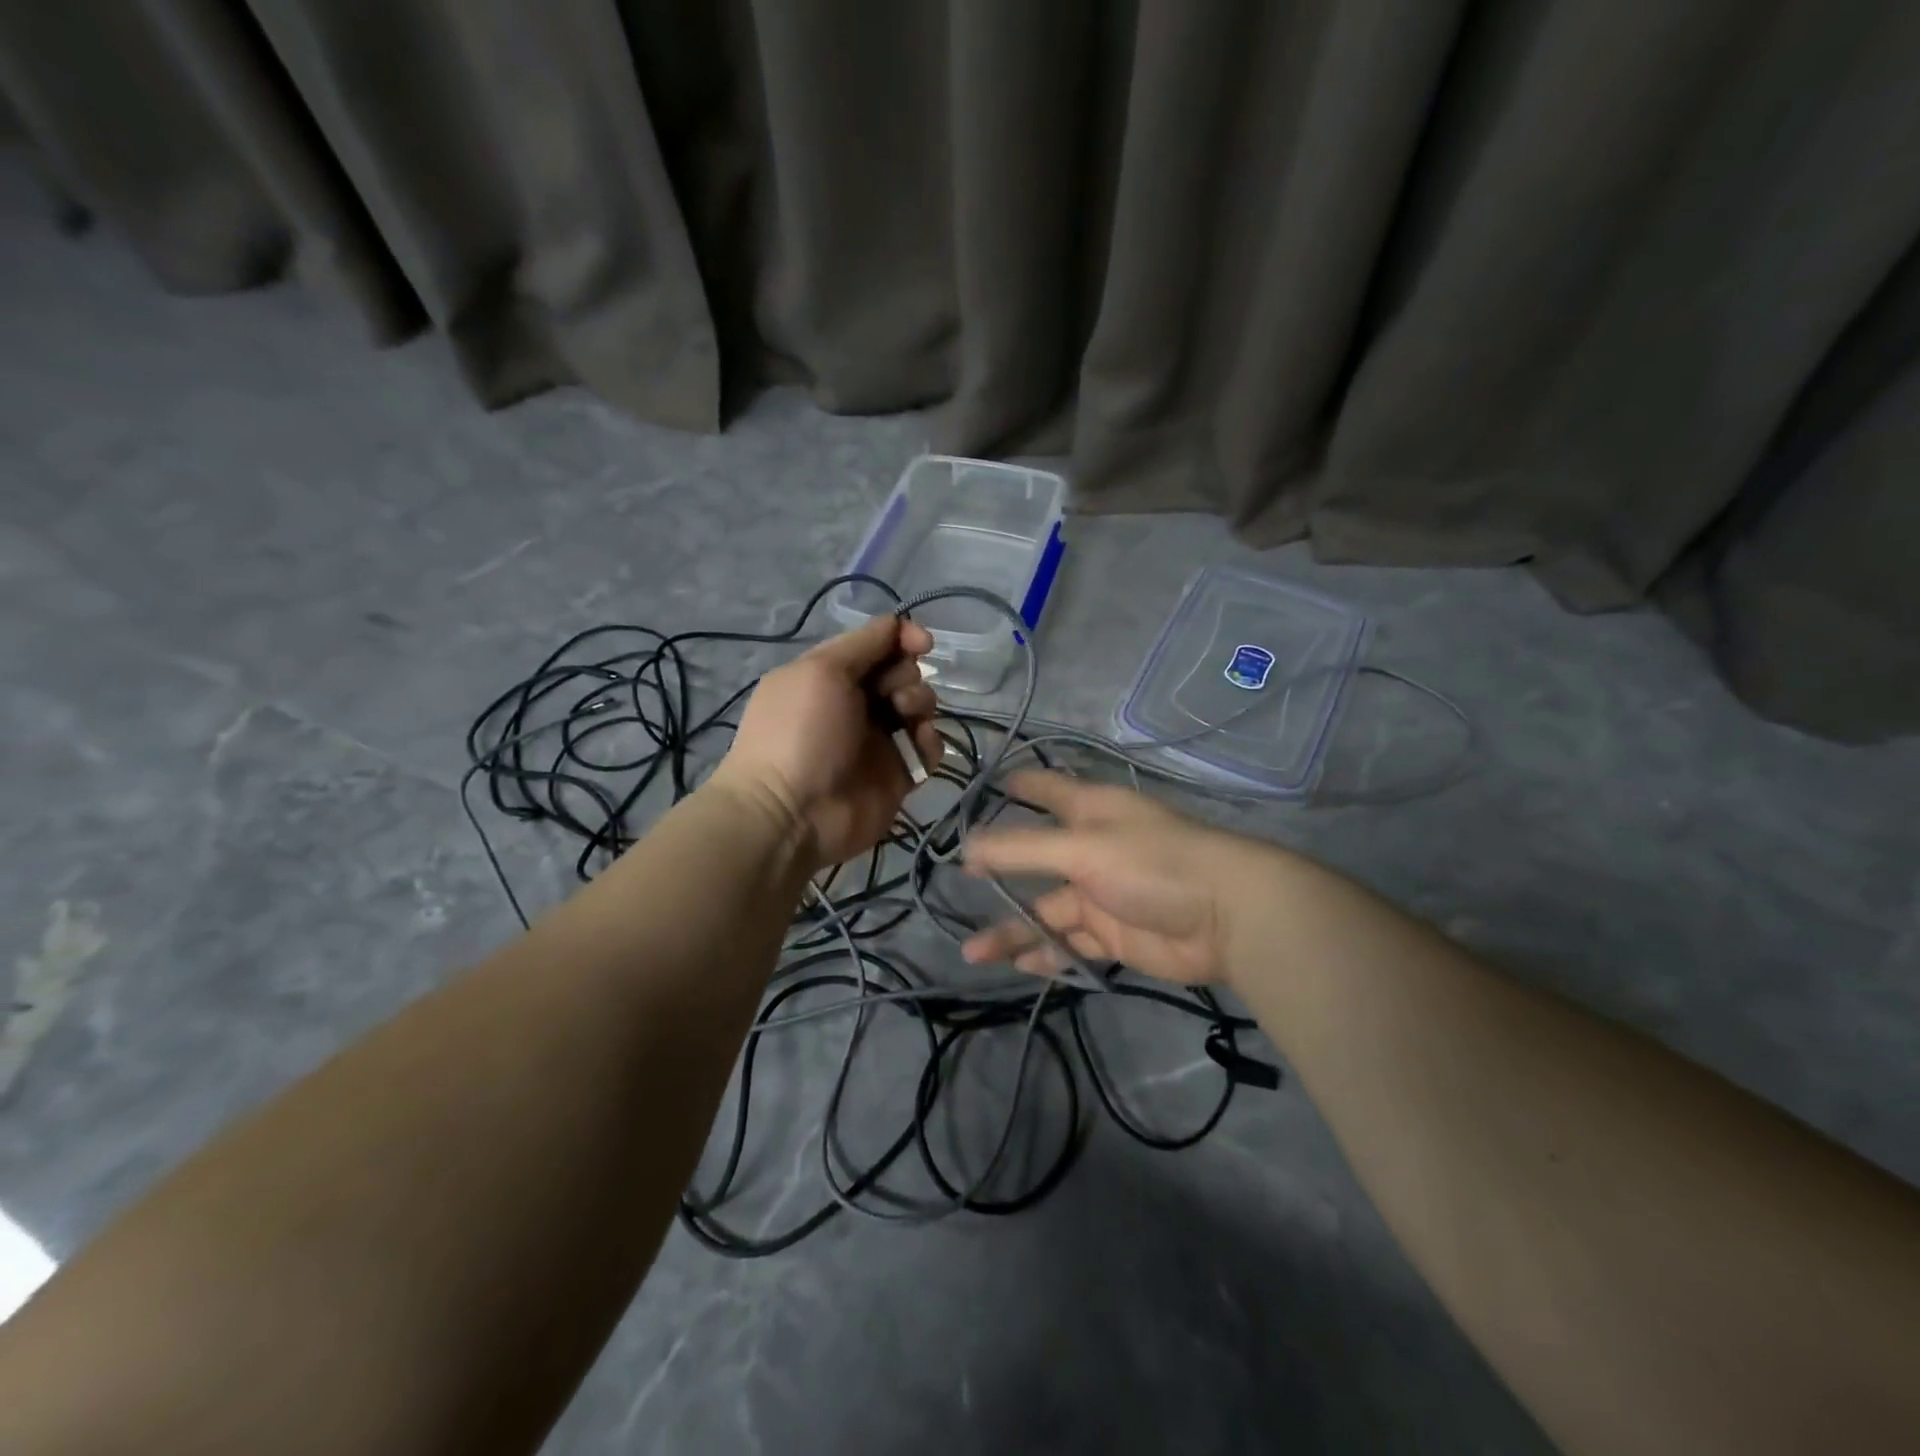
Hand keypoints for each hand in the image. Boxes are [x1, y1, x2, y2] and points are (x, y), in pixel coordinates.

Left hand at [712, 615, 942, 869]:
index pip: (877, 645)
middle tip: (892, 695)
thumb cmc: (802, 732)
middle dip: (906, 675)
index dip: (903, 638)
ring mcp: (878, 740)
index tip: (922, 644)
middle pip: (903, 673)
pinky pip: (928, 748)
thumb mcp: (822, 670)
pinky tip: (917, 747)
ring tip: (906, 720)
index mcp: (831, 675)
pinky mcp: (898, 774)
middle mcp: (856, 704)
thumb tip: (901, 625)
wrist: (792, 813)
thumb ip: (864, 643)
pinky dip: (929, 742)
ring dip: (921, 704)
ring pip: (919, 707)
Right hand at [960, 770, 1289, 986]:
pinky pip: (1072, 944)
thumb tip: (967, 848)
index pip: (1048, 790)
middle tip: (959, 886)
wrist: (1229, 918)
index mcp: (1090, 813)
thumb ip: (1023, 849)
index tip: (986, 785)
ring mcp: (1103, 895)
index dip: (1020, 785)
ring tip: (973, 954)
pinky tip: (1019, 966)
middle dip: (999, 872)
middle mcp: (1092, 849)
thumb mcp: (1082, 849)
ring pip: (1048, 912)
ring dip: (1015, 931)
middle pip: (1037, 858)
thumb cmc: (1153, 863)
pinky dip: (1048, 955)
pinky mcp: (1115, 935)